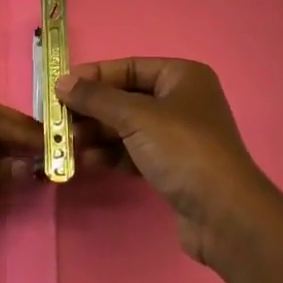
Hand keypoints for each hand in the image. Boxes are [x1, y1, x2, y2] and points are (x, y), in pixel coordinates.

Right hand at [58, 58, 282, 268]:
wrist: (224, 214)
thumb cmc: (182, 150)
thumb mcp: (135, 117)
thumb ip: (96, 98)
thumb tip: (62, 82)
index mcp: (182, 76)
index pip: (128, 67)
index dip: (93, 76)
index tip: (59, 88)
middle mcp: (182, 100)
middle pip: (126, 98)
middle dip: (92, 110)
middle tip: (58, 122)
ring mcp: (179, 136)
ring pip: (128, 127)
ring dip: (97, 134)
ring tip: (68, 145)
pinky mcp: (174, 167)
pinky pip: (135, 151)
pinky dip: (112, 155)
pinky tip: (87, 162)